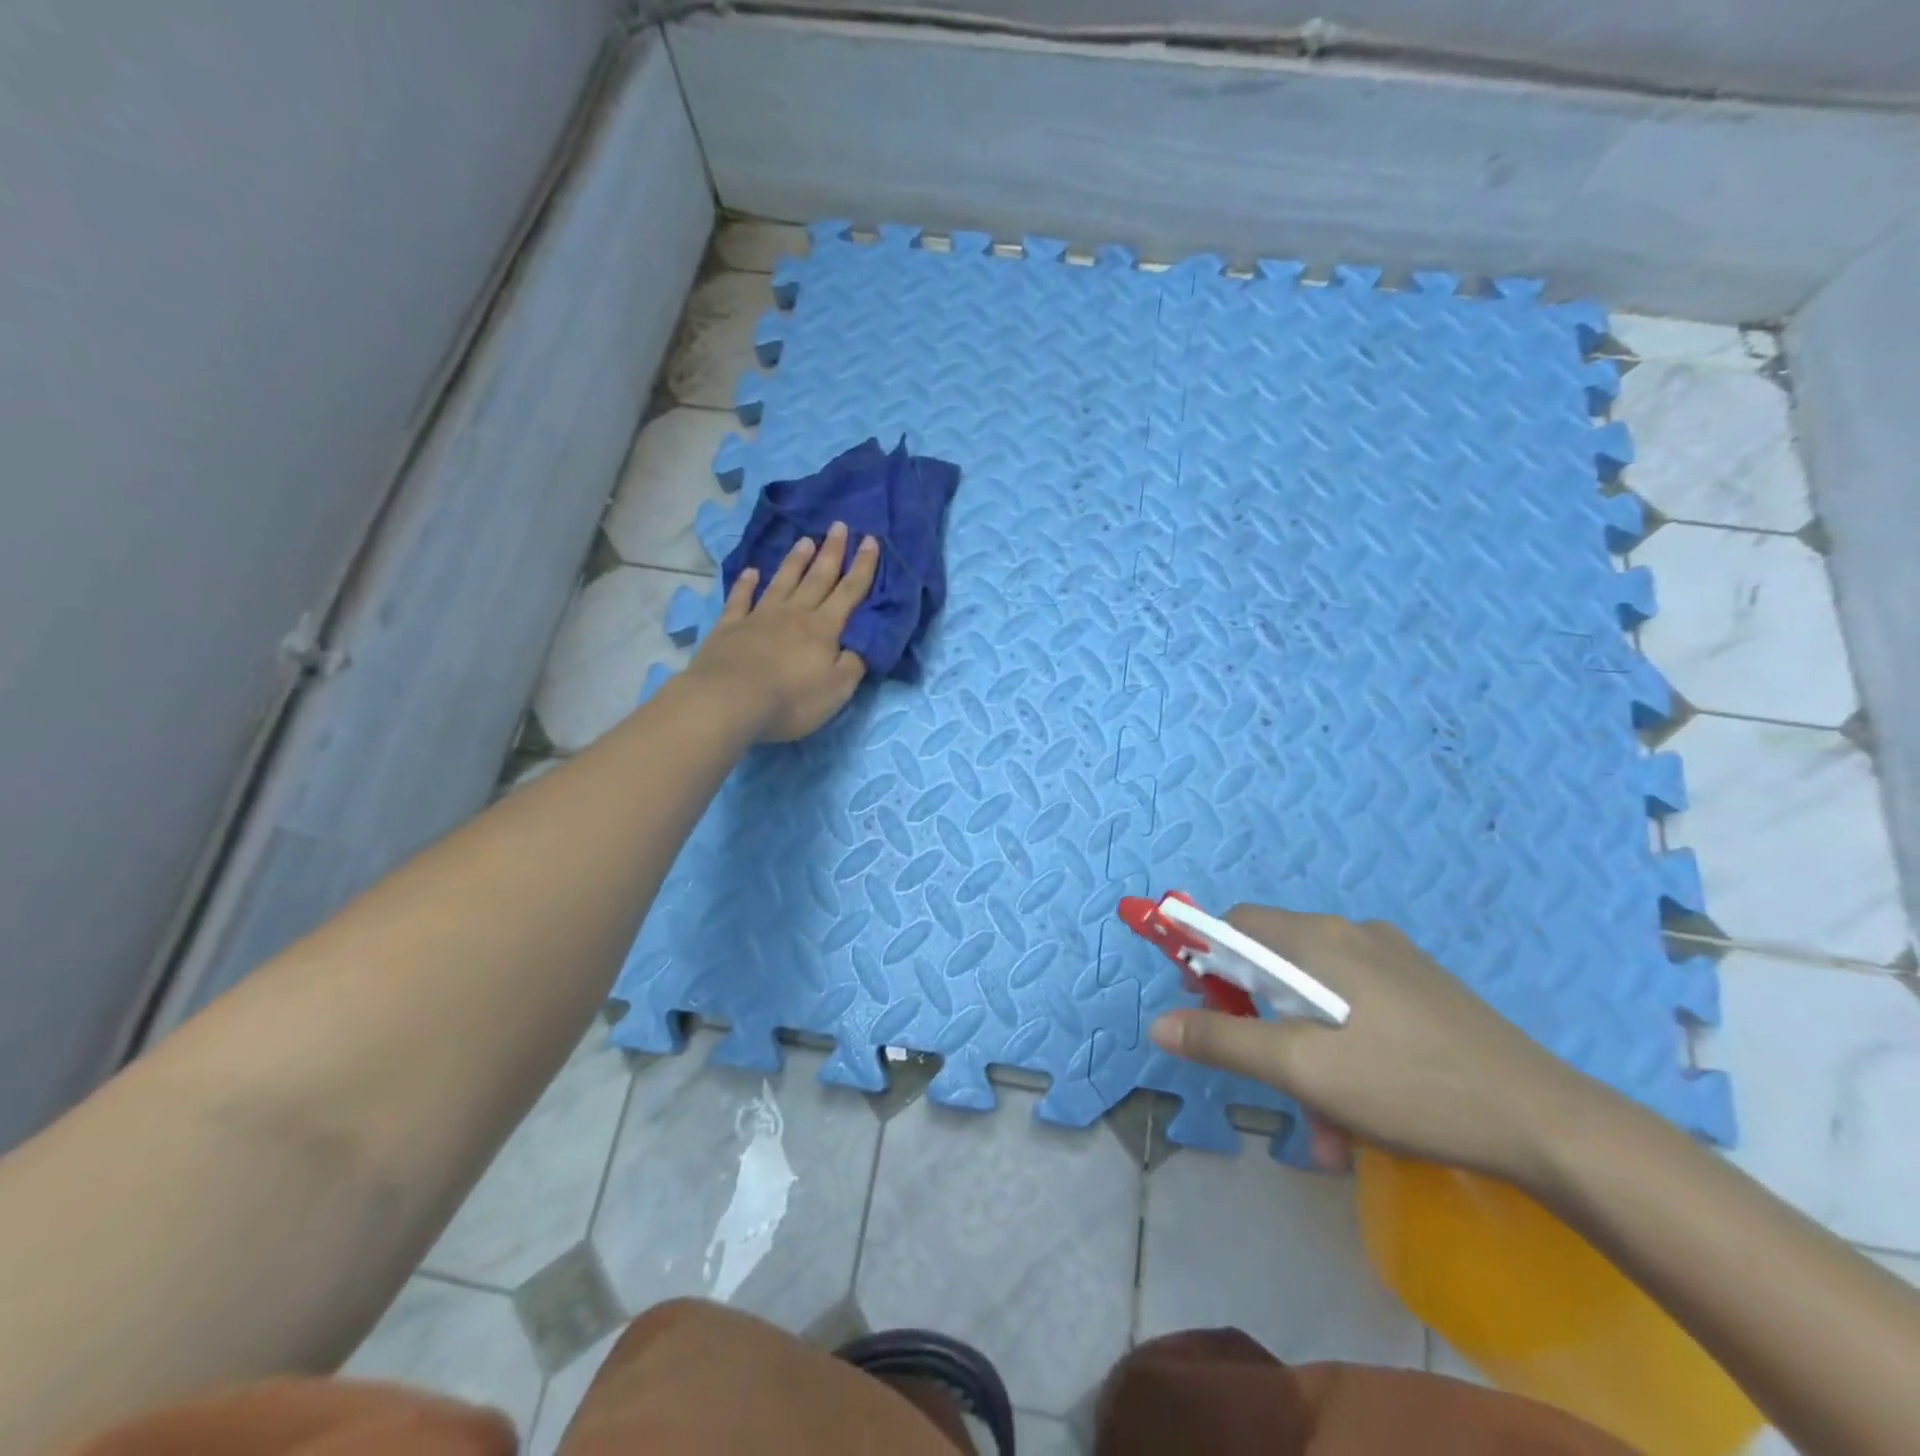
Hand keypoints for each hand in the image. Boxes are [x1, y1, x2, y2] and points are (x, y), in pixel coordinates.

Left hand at [684, 522, 879, 742]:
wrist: (729, 700)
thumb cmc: (791, 699)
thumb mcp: (837, 689)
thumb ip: (853, 664)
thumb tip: (862, 645)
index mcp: (823, 629)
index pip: (849, 593)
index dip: (863, 567)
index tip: (871, 540)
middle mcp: (794, 615)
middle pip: (817, 579)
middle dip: (832, 553)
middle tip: (839, 526)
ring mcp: (759, 618)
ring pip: (782, 582)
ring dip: (795, 561)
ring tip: (805, 540)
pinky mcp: (729, 628)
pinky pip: (740, 600)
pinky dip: (746, 584)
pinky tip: (750, 572)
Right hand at [1150, 906, 1595, 1183]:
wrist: (1549, 1124)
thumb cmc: (1408, 1085)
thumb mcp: (1302, 1070)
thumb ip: (1224, 1041)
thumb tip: (1159, 1024)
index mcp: (1319, 938)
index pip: (1236, 924)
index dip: (1208, 960)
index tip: (1208, 1013)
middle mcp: (1353, 935)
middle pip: (1276, 968)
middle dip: (1263, 1029)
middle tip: (1273, 1087)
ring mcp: (1395, 963)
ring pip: (1319, 1001)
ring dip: (1306, 1058)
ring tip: (1327, 1132)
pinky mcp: (1425, 994)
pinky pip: (1359, 1014)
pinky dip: (1344, 1057)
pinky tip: (1365, 1118)